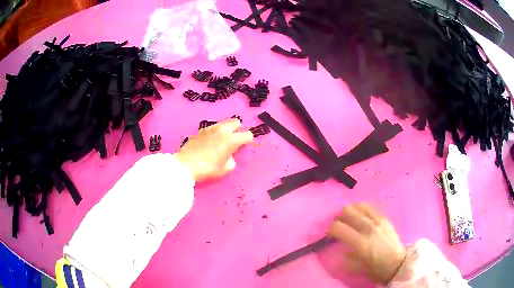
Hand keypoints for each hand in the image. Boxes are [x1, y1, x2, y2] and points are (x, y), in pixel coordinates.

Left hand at [175, 118, 253, 181]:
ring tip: (222, 139)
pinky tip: (211, 141)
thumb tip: (229, 155)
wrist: (186, 165)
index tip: (246, 145)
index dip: (248, 140)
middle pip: (236, 122)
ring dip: (227, 129)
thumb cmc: (208, 168)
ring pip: (224, 123)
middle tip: (235, 138)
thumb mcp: (225, 168)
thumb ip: (231, 159)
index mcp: (232, 139)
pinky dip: (216, 132)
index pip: (247, 135)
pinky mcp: (201, 130)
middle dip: (238, 129)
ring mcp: (211, 128)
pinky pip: (213, 127)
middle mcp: (223, 130)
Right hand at [328, 204, 405, 283]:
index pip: (339, 228)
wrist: (398, 263)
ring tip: (348, 219)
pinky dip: (361, 208)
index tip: (329, 235)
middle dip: (339, 217)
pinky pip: (370, 207)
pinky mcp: (385, 218)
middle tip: (338, 225)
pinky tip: (360, 214)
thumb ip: (348, 259)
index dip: (330, 230)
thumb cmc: (378, 269)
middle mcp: (369, 228)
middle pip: (348, 211)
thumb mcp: (359, 268)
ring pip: (358, 206)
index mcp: (361, 243)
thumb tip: (341, 251)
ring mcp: (378, 221)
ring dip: (350, 211)